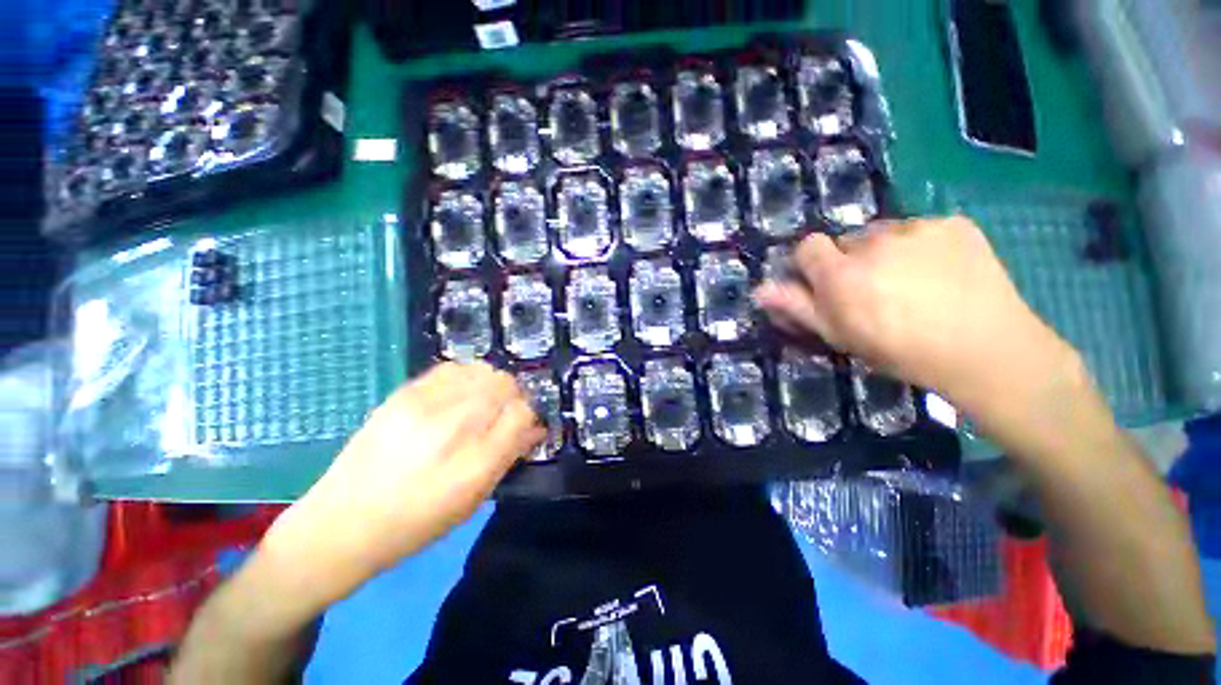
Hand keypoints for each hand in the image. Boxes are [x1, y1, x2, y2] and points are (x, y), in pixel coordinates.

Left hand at [269, 362, 544, 583]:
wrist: (344, 522)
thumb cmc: (417, 522)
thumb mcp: (474, 500)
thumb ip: (509, 456)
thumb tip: (535, 428)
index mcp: (476, 462)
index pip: (522, 413)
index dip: (529, 416)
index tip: (523, 425)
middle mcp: (454, 426)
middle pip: (505, 384)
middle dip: (513, 397)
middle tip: (502, 414)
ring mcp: (425, 405)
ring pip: (482, 370)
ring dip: (491, 384)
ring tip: (480, 403)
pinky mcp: (403, 394)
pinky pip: (452, 368)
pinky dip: (465, 378)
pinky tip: (457, 396)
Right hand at [753, 217, 1081, 425]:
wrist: (986, 350)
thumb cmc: (901, 351)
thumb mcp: (840, 335)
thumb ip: (797, 308)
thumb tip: (760, 290)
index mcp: (841, 274)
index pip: (807, 246)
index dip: (812, 264)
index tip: (826, 284)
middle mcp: (874, 242)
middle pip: (847, 241)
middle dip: (851, 261)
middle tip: (874, 290)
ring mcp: (917, 228)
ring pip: (885, 233)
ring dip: (886, 252)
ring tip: (911, 282)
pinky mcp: (952, 223)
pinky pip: (921, 229)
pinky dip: (923, 246)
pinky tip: (941, 272)